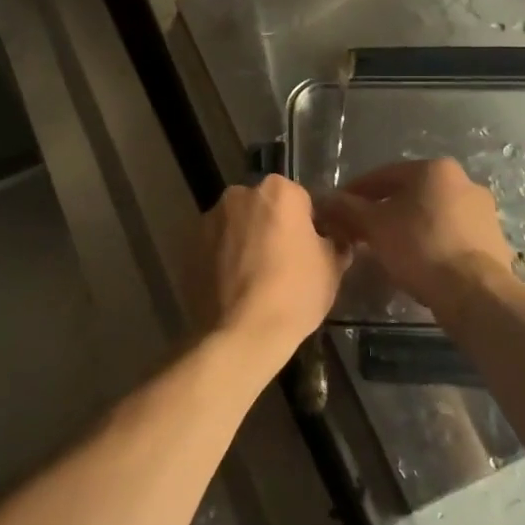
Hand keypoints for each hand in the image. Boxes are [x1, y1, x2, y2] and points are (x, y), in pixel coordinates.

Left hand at [194, 175, 349, 370]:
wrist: (241, 333)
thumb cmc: (294, 293)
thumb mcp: (331, 268)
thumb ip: (335, 243)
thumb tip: (336, 240)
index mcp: (277, 191)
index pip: (300, 200)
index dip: (308, 225)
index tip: (310, 250)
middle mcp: (239, 194)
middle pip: (264, 207)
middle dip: (272, 227)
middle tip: (284, 263)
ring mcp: (210, 219)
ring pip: (237, 225)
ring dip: (246, 241)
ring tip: (256, 279)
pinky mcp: (188, 245)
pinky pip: (216, 247)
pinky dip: (223, 258)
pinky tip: (234, 287)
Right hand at [318, 158, 516, 313]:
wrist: (475, 292)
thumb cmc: (419, 247)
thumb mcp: (374, 226)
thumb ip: (348, 208)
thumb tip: (325, 199)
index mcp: (434, 169)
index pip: (382, 175)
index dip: (354, 192)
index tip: (337, 209)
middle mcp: (463, 180)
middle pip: (409, 193)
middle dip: (382, 210)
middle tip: (359, 231)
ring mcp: (482, 210)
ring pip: (431, 214)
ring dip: (407, 226)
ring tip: (385, 249)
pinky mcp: (493, 239)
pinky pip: (450, 235)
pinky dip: (430, 242)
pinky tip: (416, 262)